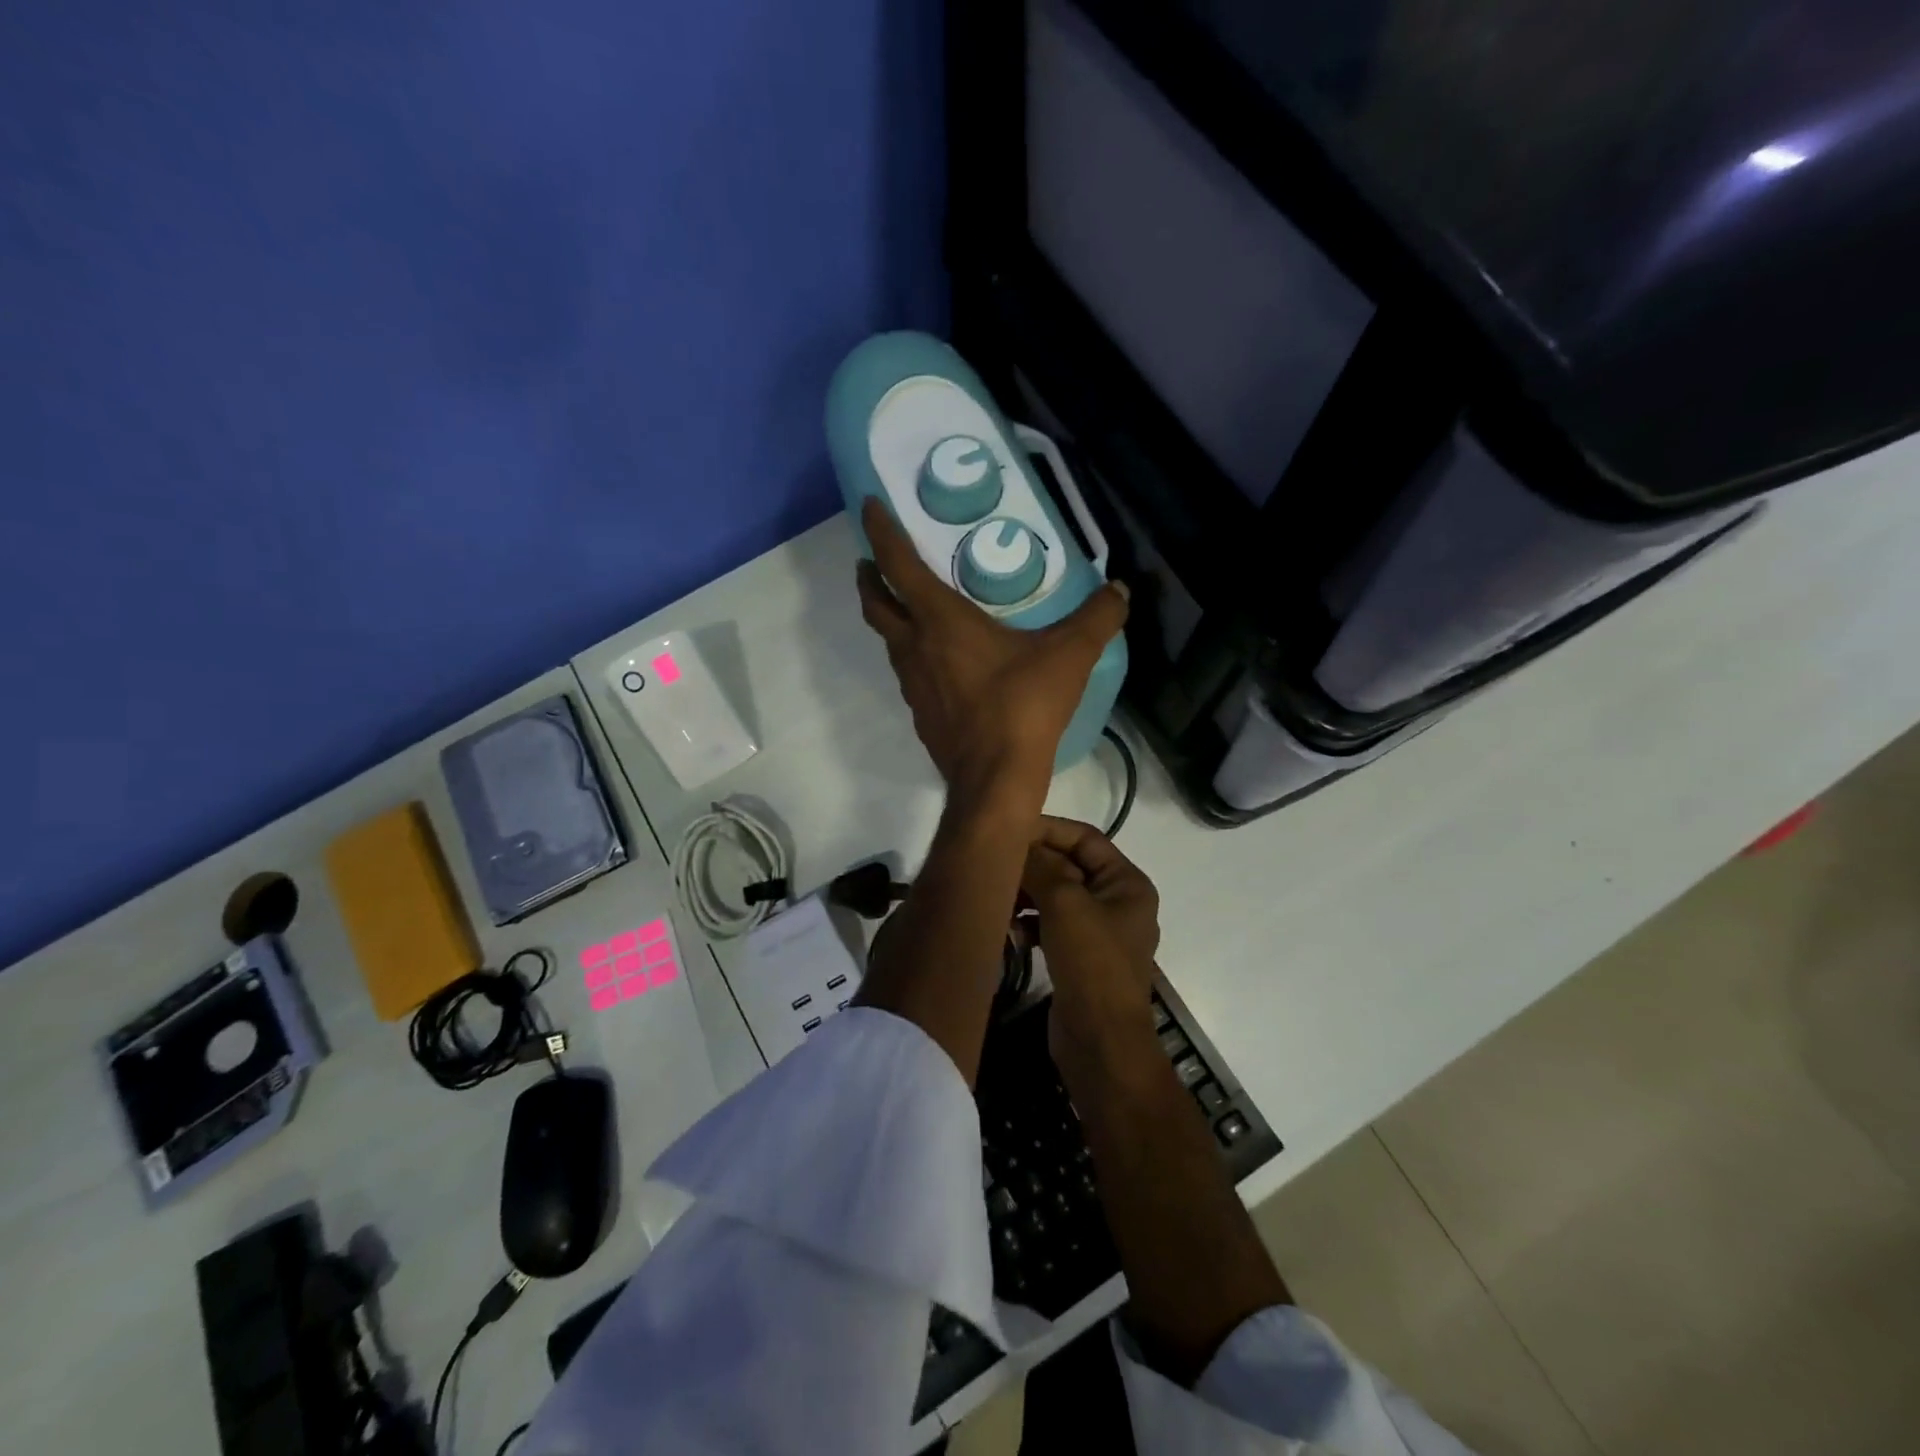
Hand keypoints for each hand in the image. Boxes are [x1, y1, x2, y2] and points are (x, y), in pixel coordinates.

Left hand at [856, 497, 1127, 812]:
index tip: (867, 505)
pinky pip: (908, 673)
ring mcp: (912, 684)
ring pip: (888, 641)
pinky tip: (937, 665)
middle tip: (872, 561)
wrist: (995, 778)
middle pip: (876, 603)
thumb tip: (1120, 590)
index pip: (899, 563)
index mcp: (940, 620)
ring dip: (890, 618)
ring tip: (907, 608)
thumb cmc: (1024, 706)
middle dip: (870, 576)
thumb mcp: (1070, 655)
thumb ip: (1097, 617)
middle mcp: (915, 646)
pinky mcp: (920, 714)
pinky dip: (911, 655)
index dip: (880, 531)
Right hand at [1021, 817, 1159, 1047]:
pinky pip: (1051, 925)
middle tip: (996, 864)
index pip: (1085, 838)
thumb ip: (1042, 866)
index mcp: (1127, 883)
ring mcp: (1099, 932)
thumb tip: (1020, 844)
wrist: (1101, 1043)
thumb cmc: (1092, 964)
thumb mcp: (1066, 904)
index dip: (1048, 830)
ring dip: (1027, 893)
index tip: (1010, 830)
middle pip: (1069, 866)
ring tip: (998, 898)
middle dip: (1033, 864)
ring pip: (1057, 896)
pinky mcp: (1080, 958)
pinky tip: (1008, 928)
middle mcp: (1117, 902)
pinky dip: (1030, 922)